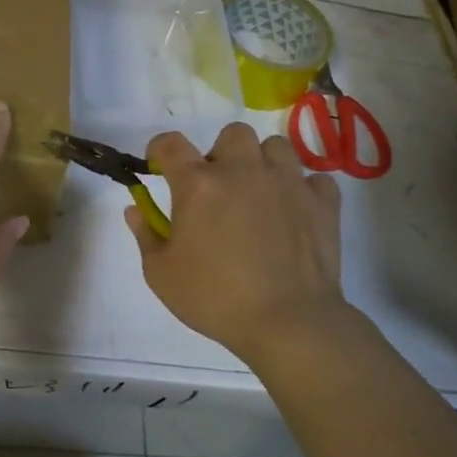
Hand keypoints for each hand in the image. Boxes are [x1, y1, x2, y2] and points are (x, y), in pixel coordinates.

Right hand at [128, 123, 350, 365]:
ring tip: (260, 193)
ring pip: (276, 146)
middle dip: (222, 153)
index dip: (159, 151)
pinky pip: (314, 178)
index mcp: (198, 183)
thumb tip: (135, 209)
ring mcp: (287, 182)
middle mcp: (243, 170)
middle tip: (219, 186)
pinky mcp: (321, 202)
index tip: (160, 167)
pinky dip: (304, 190)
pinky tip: (295, 212)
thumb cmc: (214, 298)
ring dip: (264, 163)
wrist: (287, 322)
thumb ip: (146, 234)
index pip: (170, 143)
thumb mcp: (161, 274)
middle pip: (232, 134)